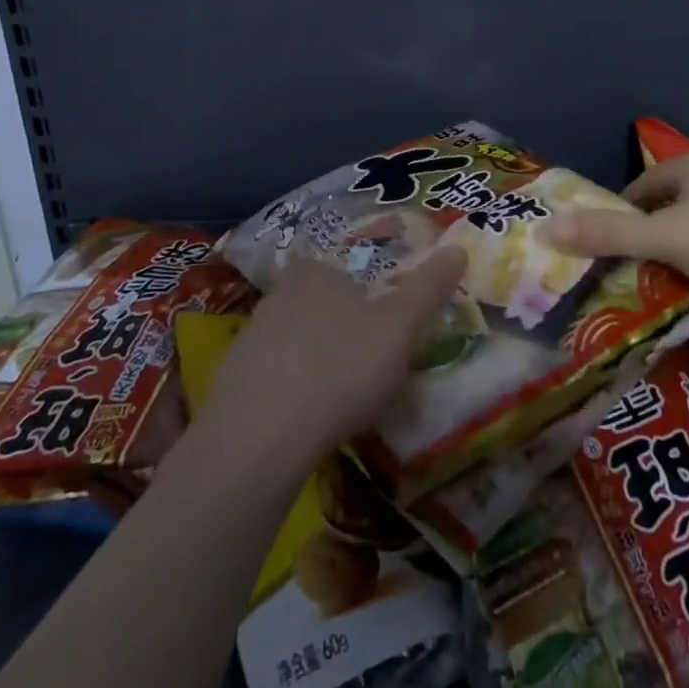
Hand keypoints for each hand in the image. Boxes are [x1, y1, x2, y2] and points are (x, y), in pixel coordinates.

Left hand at [204, 245, 468, 461]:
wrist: (258, 439)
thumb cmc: (340, 369)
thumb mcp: (399, 329)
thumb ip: (428, 289)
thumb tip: (458, 248)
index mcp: (316, 272)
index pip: (343, 270)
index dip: (366, 296)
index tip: (383, 328)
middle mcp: (278, 294)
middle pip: (319, 304)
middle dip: (342, 329)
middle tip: (368, 365)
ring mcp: (249, 337)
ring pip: (295, 341)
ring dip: (315, 362)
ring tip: (340, 399)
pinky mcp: (231, 381)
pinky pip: (272, 377)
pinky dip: (291, 392)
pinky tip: (306, 421)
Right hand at [542, 147, 688, 300]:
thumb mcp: (666, 239)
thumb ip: (608, 235)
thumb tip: (546, 228)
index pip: (637, 190)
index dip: (619, 220)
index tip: (612, 255)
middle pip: (668, 204)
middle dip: (652, 235)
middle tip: (642, 272)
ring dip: (684, 245)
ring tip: (679, 280)